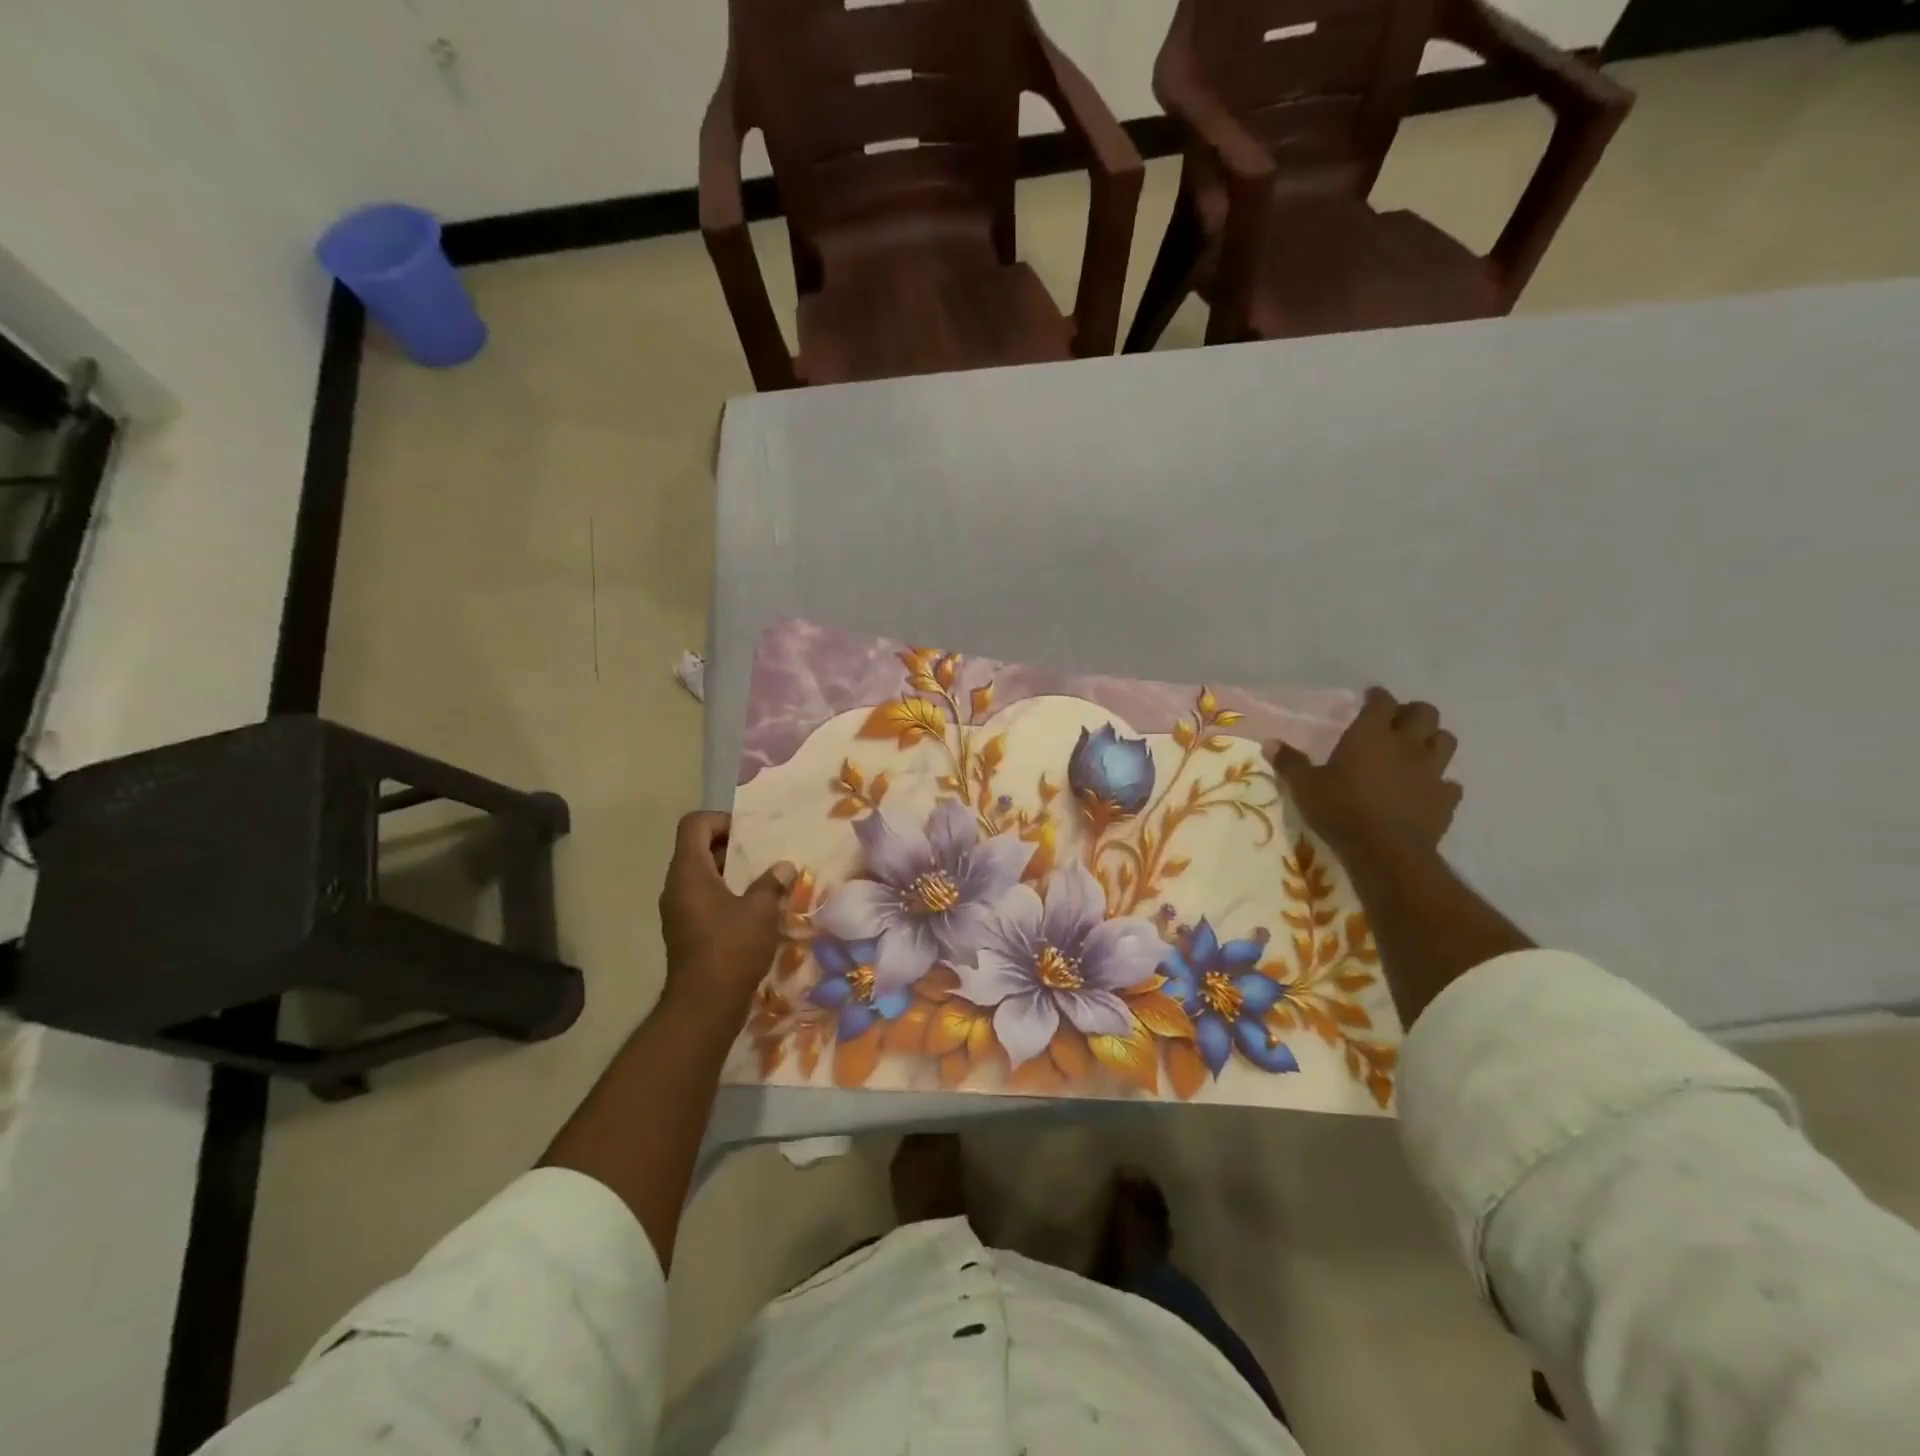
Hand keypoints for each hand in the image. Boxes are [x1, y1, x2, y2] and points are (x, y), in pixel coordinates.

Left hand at [658, 811, 794, 1022]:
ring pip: (703, 876)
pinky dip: (727, 896)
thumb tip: (783, 866)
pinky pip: (705, 899)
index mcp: (689, 872)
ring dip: (732, 873)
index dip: (721, 820)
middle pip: (698, 848)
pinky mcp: (686, 931)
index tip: (750, 835)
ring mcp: (679, 911)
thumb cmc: (731, 948)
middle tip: (764, 855)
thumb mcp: (760, 911)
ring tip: (765, 881)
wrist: (704, 1006)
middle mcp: (677, 887)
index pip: (694, 825)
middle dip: (732, 847)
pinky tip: (755, 911)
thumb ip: (772, 882)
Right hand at [1272, 687, 1461, 856]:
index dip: (1376, 696)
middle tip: (1395, 721)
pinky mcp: (1445, 799)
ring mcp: (1432, 771)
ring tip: (1416, 750)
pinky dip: (1440, 782)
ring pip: (1445, 741)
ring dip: (1432, 740)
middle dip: (1411, 712)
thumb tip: (1270, 743)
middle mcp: (1407, 745)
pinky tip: (1426, 789)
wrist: (1386, 851)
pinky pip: (1450, 783)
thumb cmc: (1341, 810)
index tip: (1370, 696)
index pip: (1381, 701)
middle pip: (1425, 713)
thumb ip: (1290, 763)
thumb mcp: (1305, 787)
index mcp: (1371, 735)